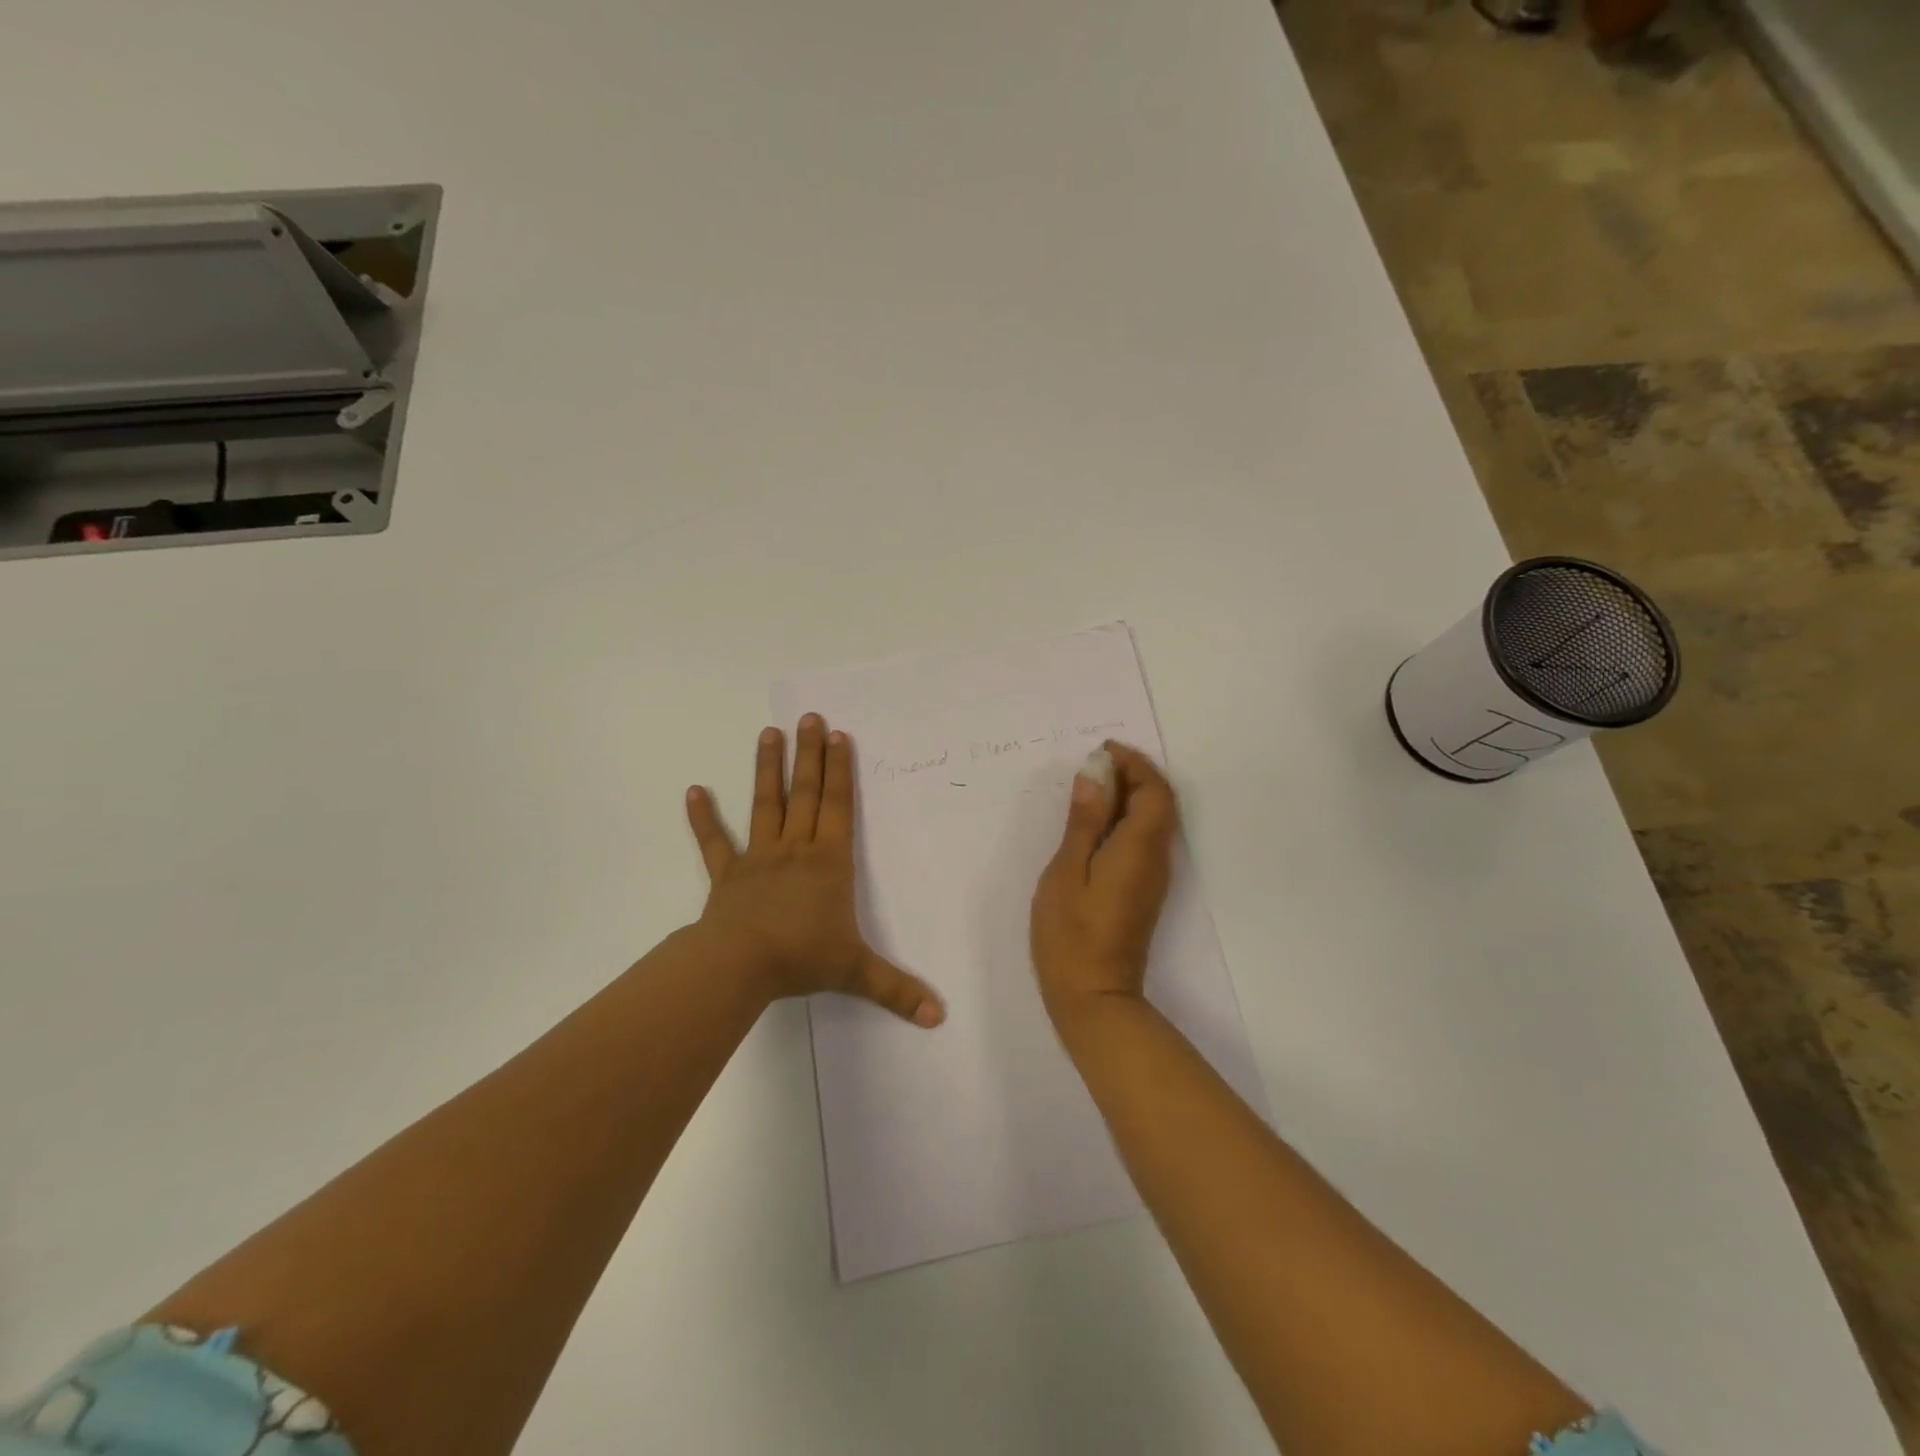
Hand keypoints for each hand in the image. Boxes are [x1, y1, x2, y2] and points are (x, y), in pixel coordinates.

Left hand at [685, 715, 944, 1027]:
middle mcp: (795, 849)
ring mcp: (758, 858)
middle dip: (810, 755)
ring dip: (767, 769)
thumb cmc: (801, 958)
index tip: (838, 737)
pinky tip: (693, 790)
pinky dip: (703, 818)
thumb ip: (897, 990)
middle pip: (805, 794)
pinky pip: (714, 842)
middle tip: (810, 717)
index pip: (837, 807)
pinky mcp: (726, 875)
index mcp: (828, 862)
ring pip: (765, 805)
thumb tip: (939, 1017)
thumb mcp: (855, 973)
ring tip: (768, 733)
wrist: (740, 965)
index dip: (840, 771)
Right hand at [1029, 742, 1179, 1029]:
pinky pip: (1144, 840)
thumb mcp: (1066, 871)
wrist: (1094, 996)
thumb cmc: (1072, 934)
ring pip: (1153, 821)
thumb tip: (1095, 776)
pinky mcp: (1144, 891)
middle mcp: (1157, 858)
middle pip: (1159, 802)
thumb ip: (1084, 821)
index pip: (1154, 790)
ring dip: (1129, 796)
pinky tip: (1093, 824)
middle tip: (1092, 765)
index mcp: (1139, 848)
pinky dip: (1125, 819)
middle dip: (1133, 774)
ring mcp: (1153, 877)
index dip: (1134, 764)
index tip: (1102, 751)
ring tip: (1089, 787)